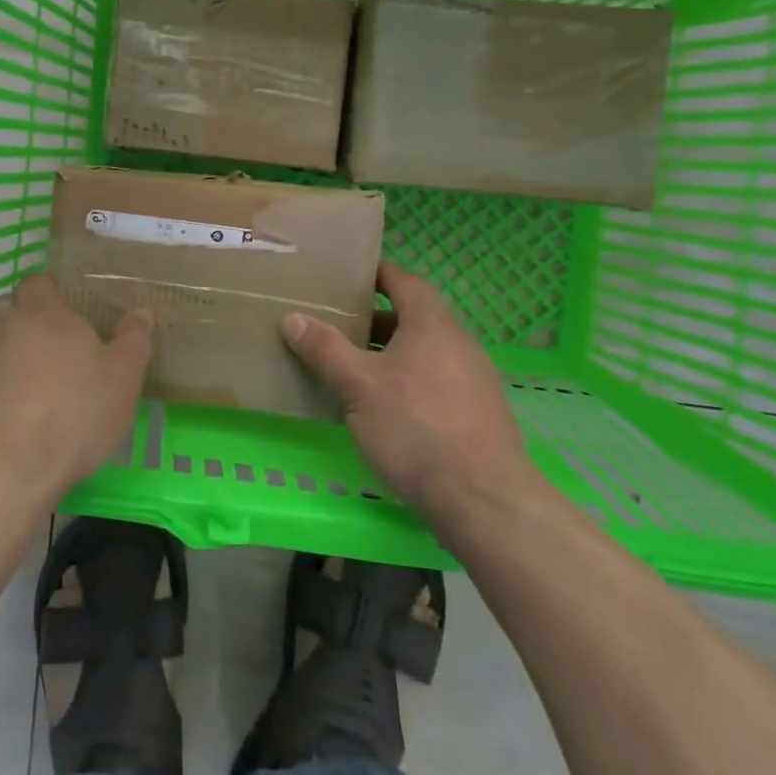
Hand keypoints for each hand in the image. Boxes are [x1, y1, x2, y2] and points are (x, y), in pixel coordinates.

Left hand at [0, 272, 154, 502]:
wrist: (4, 470)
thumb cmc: (73, 414)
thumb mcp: (122, 380)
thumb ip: (134, 342)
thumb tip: (142, 313)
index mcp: (43, 314)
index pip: (38, 282)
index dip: (52, 292)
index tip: (71, 311)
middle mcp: (5, 329)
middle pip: (10, 309)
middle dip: (28, 320)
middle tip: (57, 347)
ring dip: (13, 357)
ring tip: (39, 388)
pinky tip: (18, 419)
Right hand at [281, 261, 537, 515]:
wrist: (482, 500)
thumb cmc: (415, 428)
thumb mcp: (358, 386)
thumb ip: (325, 349)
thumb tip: (293, 318)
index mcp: (432, 325)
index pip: (404, 281)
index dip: (376, 274)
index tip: (346, 275)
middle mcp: (458, 344)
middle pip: (412, 318)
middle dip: (374, 320)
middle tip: (335, 324)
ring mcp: (473, 381)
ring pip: (423, 353)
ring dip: (388, 354)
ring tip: (349, 367)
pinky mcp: (477, 416)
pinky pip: (434, 382)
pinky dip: (406, 382)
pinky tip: (381, 409)